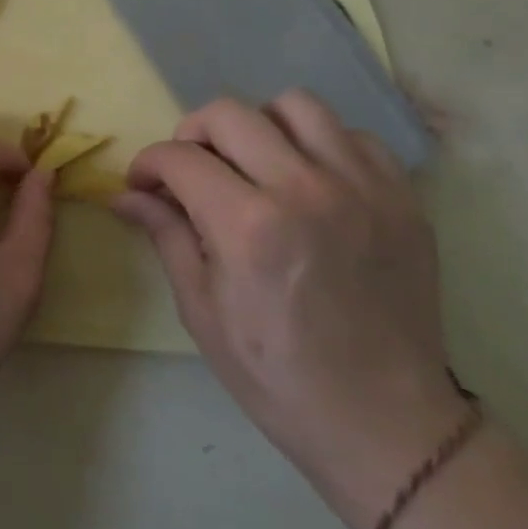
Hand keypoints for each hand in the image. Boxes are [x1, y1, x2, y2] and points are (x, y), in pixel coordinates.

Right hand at [114, 91, 468, 528]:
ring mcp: (361, 188)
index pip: (178, 157)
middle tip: (190, 169)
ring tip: (253, 163)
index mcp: (248, 225)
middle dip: (192, 133)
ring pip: (295, 105)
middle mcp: (304, 189)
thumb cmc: (277, 375)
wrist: (385, 423)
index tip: (143, 184)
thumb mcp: (201, 309)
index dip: (148, 164)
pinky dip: (320, 143)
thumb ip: (166, 234)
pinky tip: (309, 179)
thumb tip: (125, 195)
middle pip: (229, 113)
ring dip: (259, 125)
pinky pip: (352, 135)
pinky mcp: (402, 198)